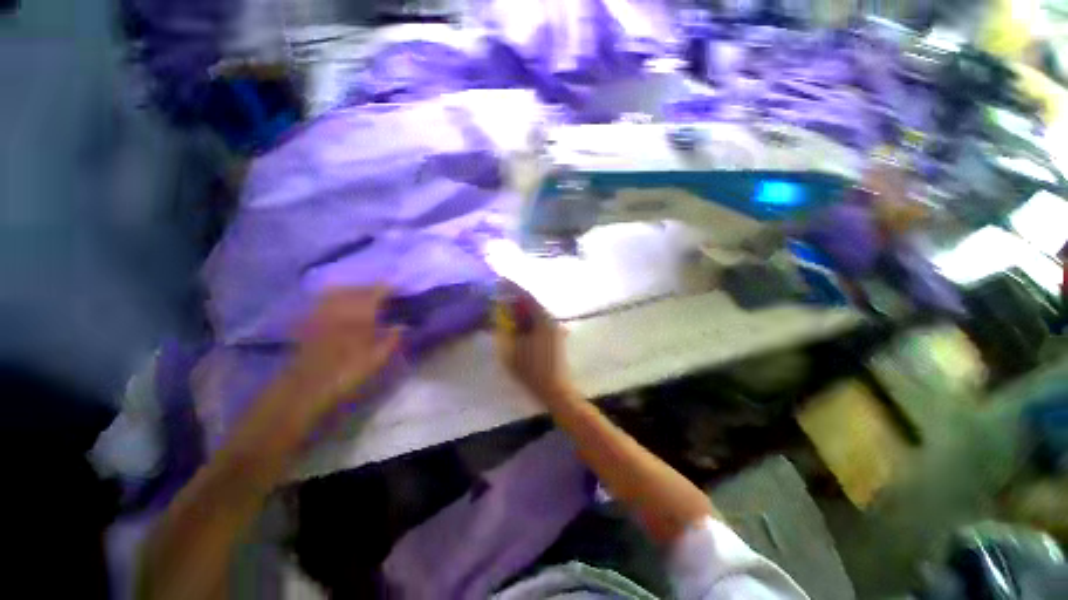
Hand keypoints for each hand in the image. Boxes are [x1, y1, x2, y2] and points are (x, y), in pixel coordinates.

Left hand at [283, 287, 400, 418]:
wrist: (306, 387)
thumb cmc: (347, 372)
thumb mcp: (377, 359)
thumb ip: (391, 339)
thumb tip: (402, 326)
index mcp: (359, 314)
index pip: (376, 292)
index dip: (388, 286)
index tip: (397, 283)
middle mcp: (340, 308)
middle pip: (356, 288)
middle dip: (370, 286)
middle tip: (383, 289)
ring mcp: (322, 312)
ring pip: (338, 292)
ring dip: (352, 289)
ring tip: (361, 292)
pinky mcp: (308, 321)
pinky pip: (322, 301)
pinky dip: (333, 297)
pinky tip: (337, 302)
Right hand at [495, 282, 574, 402]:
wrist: (556, 390)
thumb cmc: (531, 370)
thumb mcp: (509, 349)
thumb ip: (501, 329)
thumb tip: (496, 313)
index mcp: (542, 319)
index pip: (526, 295)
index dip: (511, 286)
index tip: (499, 279)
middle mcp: (551, 319)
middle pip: (531, 303)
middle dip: (514, 298)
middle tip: (498, 296)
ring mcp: (555, 328)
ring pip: (534, 313)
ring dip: (520, 310)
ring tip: (505, 309)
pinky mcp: (555, 337)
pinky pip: (538, 322)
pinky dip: (526, 320)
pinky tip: (517, 325)